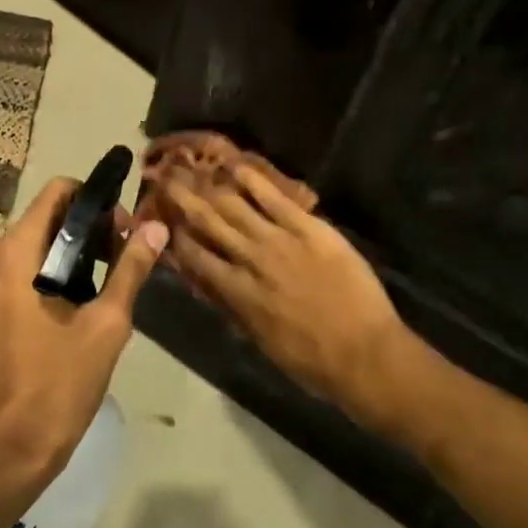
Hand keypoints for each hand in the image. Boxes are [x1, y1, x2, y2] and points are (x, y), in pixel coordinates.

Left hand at [0, 178, 168, 509]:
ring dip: (72, 254)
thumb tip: (156, 226)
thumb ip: (130, 268)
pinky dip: (50, 274)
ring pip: (34, 246)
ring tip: (107, 287)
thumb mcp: (105, 326)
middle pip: (47, 217)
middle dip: (89, 230)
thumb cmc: (55, 387)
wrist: (1, 456)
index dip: (96, 201)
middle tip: (124, 261)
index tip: (124, 231)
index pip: (58, 192)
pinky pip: (19, 271)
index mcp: (15, 251)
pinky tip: (76, 307)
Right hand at [163, 165, 409, 432]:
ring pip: (235, 206)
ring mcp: (279, 240)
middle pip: (208, 223)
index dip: (177, 236)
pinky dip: (253, 180)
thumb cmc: (313, 361)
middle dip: (183, 200)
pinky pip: (275, 198)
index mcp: (237, 293)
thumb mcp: (263, 342)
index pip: (196, 257)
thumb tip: (215, 289)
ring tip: (189, 167)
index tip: (163, 218)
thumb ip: (237, 310)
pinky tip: (235, 165)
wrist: (365, 354)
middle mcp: (250, 260)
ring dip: (209, 186)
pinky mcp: (308, 228)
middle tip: (164, 178)